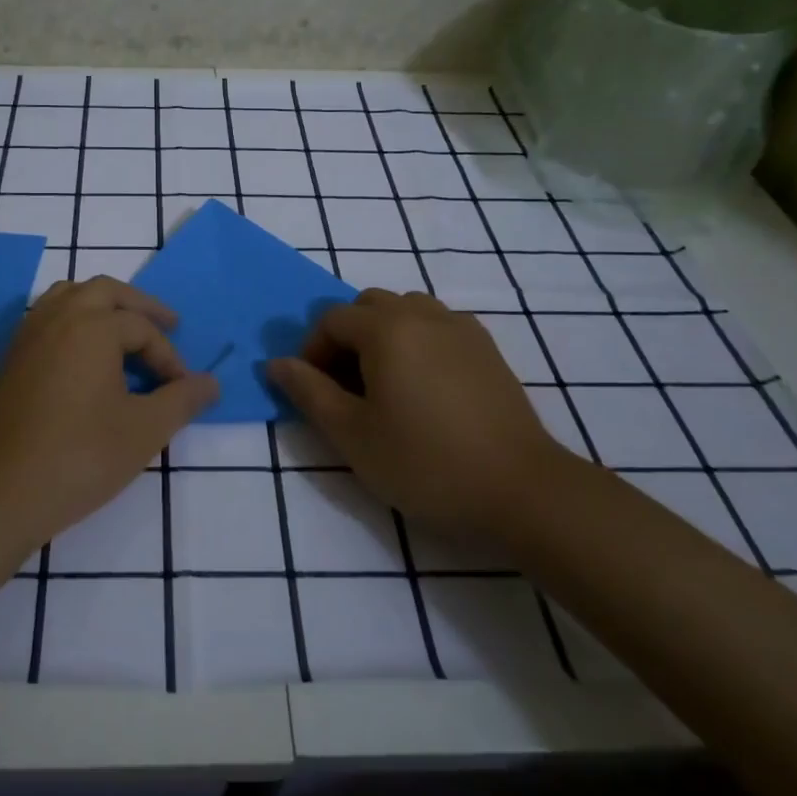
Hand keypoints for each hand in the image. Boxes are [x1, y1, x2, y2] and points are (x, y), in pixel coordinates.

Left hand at [0, 277, 219, 553]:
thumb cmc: (78, 457)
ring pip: (69, 297)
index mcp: (92, 326)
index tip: (183, 390)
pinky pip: (47, 318)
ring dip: (102, 306)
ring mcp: (27, 335)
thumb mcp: (144, 431)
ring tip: (123, 331)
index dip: (169, 357)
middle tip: (167, 325)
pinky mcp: (9, 358)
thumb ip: (182, 400)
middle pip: (105, 291)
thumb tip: (211, 383)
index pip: (143, 328)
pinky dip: (74, 321)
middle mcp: (58, 317)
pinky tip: (84, 357)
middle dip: (139, 306)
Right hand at [266, 289, 561, 526]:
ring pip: (405, 310)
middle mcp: (423, 314)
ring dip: (383, 335)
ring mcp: (460, 327)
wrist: (521, 490)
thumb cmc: (425, 463)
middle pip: (368, 306)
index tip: (315, 393)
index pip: (331, 320)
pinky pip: (437, 325)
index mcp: (387, 328)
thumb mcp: (352, 435)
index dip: (312, 352)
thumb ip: (308, 392)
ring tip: (386, 384)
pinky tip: (425, 387)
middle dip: (347, 338)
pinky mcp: (486, 348)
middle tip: (347, 388)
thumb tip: (275, 363)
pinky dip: (417, 341)